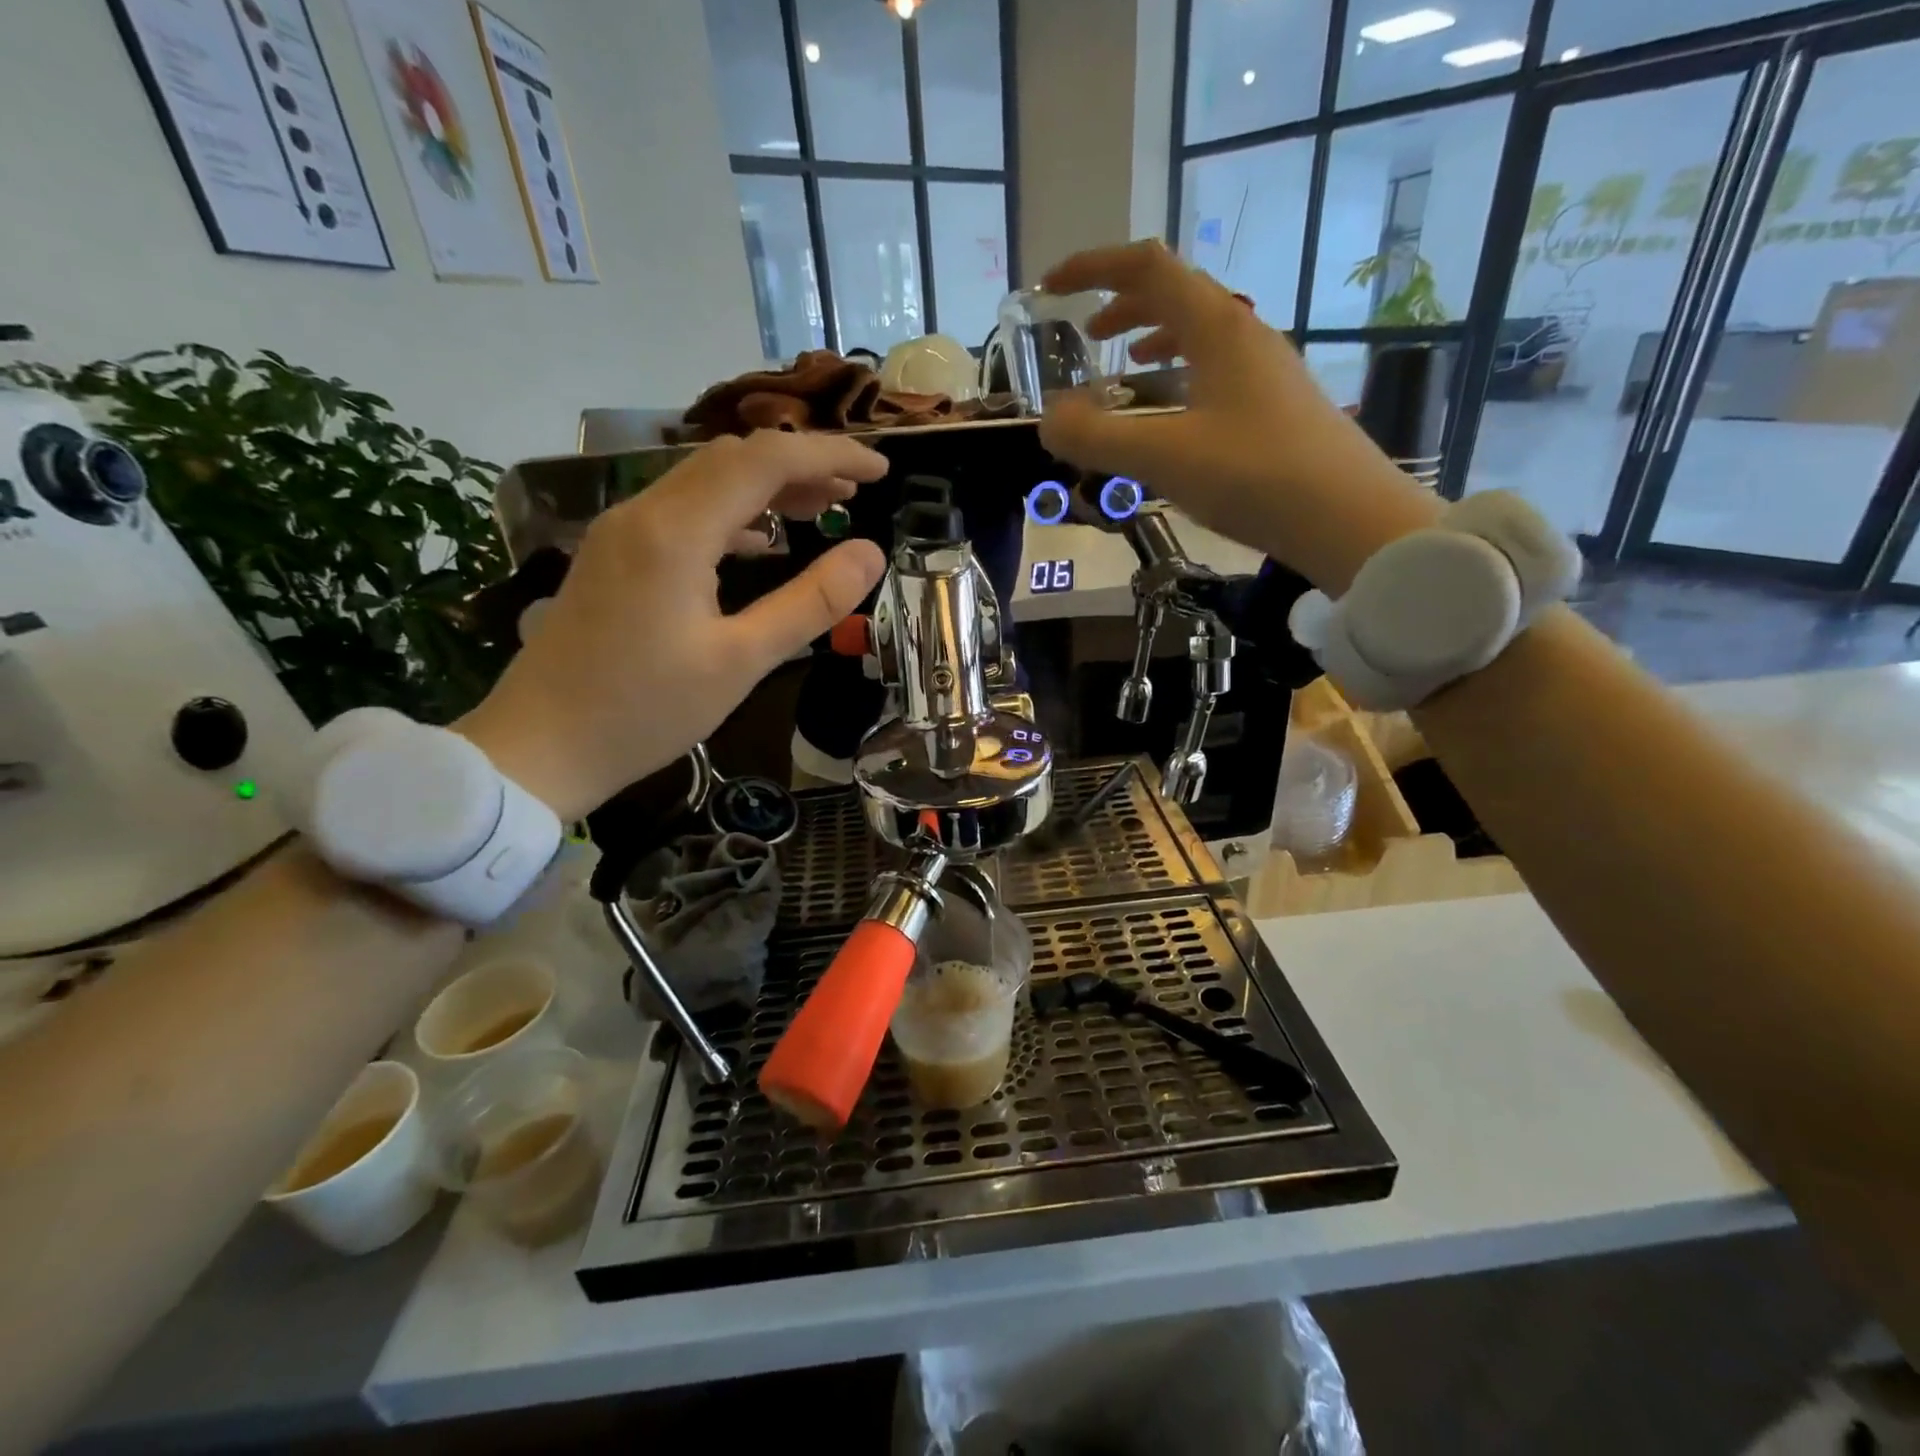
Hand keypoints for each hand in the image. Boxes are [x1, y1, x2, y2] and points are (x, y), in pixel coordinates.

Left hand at [457, 430, 887, 819]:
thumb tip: (871, 554)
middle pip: (733, 458)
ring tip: (823, 509)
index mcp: (676, 532)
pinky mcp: (614, 556)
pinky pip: (684, 512)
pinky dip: (734, 515)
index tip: (881, 473)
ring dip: (768, 487)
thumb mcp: (741, 662)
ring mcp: (622, 532)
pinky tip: (763, 544)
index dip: (829, 455)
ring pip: (706, 482)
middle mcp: (644, 513)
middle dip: (802, 464)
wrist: (539, 746)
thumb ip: (810, 603)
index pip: (765, 460)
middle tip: (857, 493)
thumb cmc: (645, 711)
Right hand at [1038, 240, 1440, 592]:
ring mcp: (1265, 369)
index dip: (1093, 269)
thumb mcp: (1162, 457)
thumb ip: (1095, 437)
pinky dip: (1181, 374)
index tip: (1049, 289)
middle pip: (1175, 293)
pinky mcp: (1275, 405)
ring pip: (1199, 331)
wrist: (1347, 518)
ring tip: (1125, 367)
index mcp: (1217, 326)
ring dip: (1154, 338)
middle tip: (1085, 338)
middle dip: (1121, 305)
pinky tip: (1173, 411)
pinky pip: (1216, 368)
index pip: (1147, 268)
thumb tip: (1048, 421)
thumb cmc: (1254, 476)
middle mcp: (1244, 333)